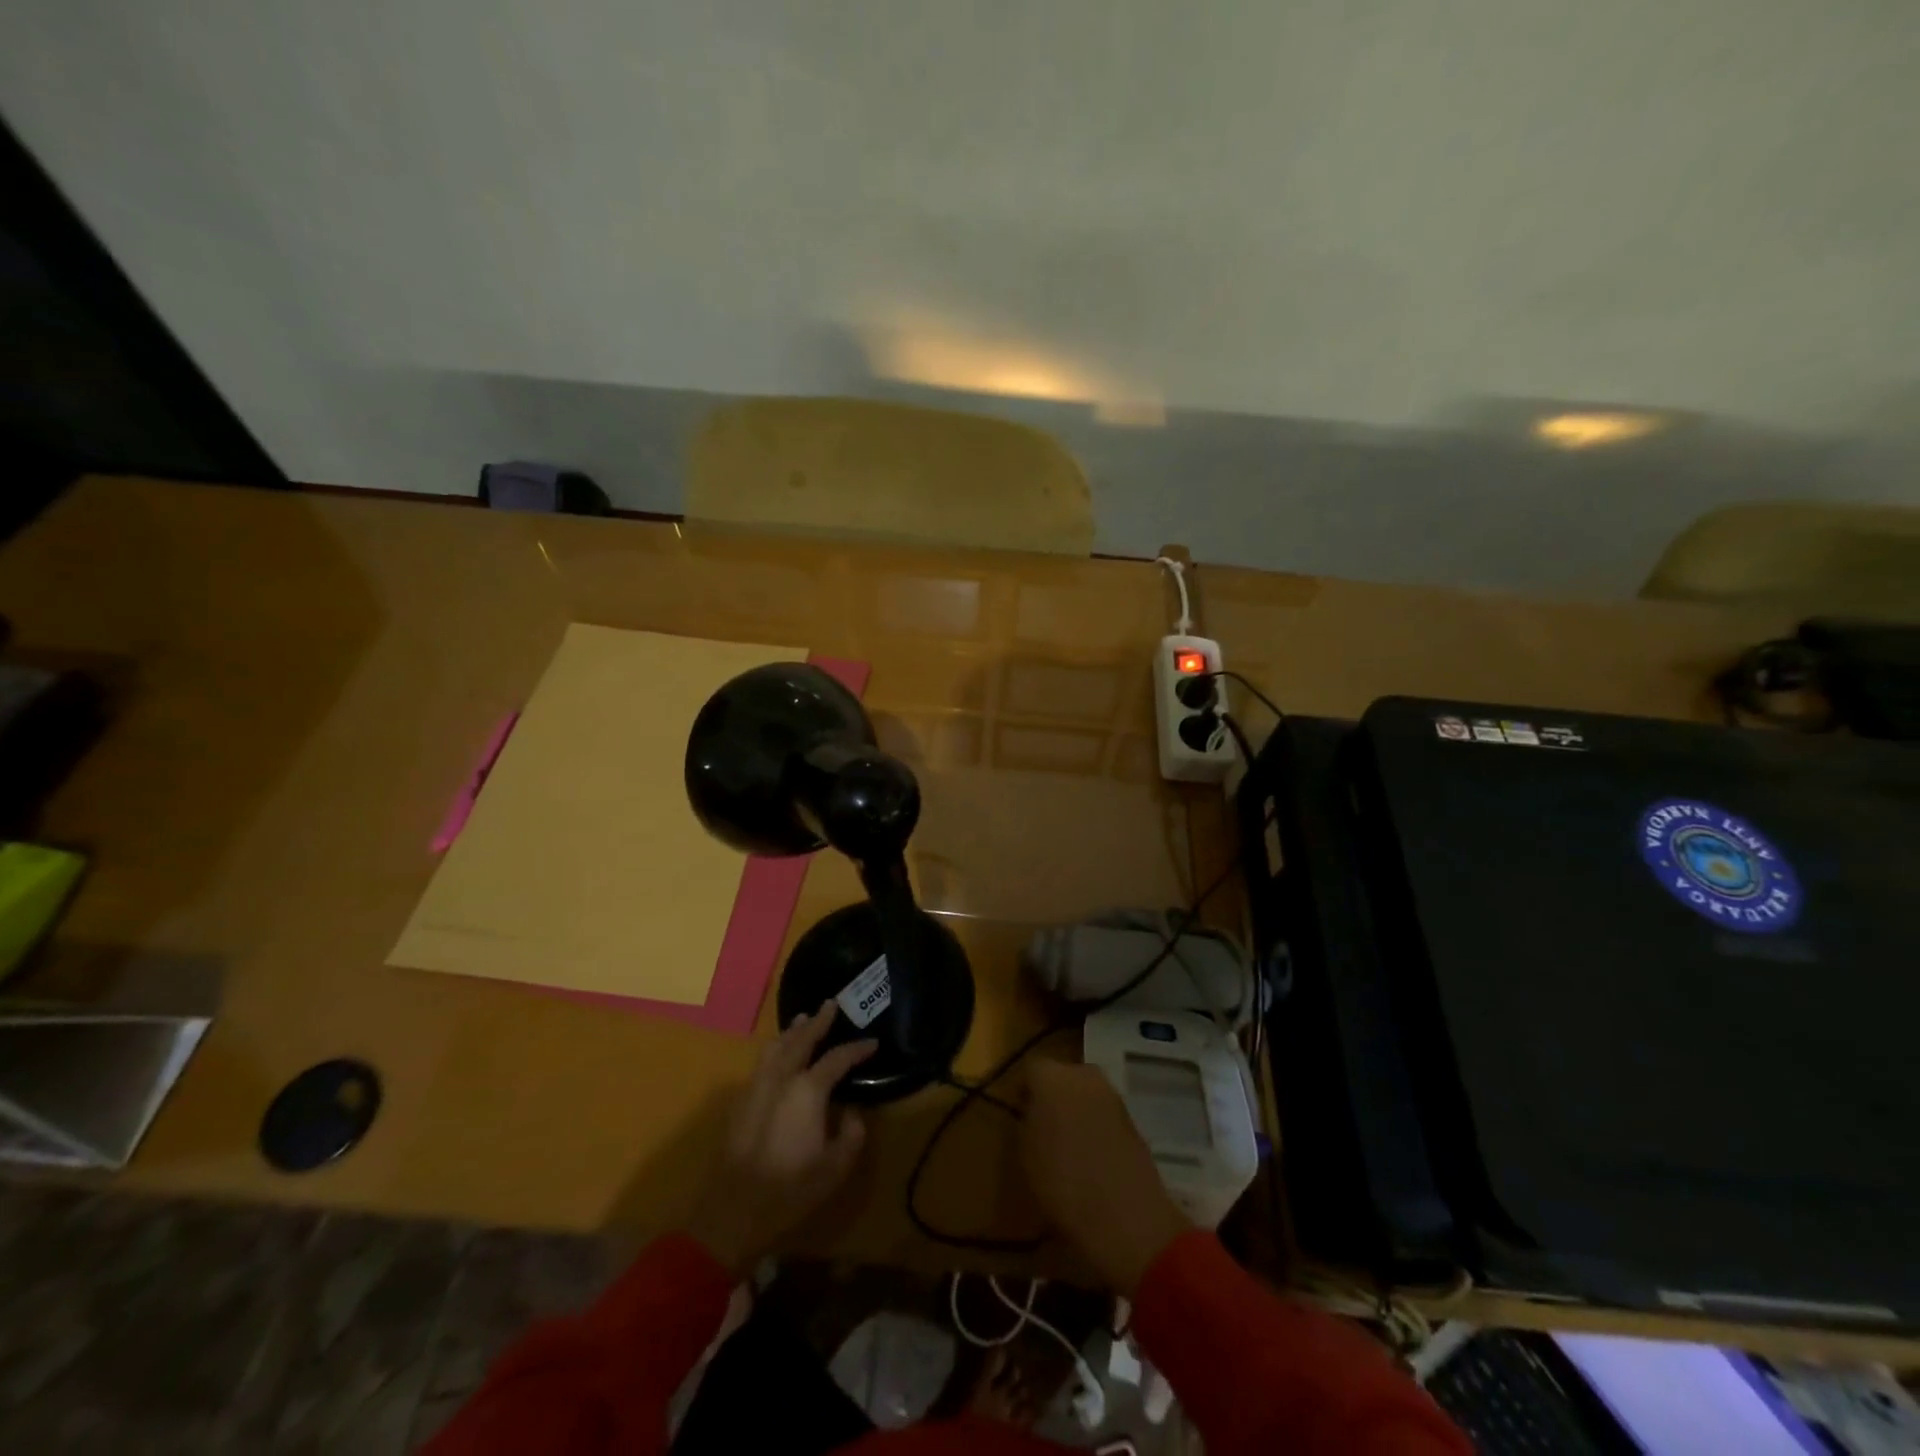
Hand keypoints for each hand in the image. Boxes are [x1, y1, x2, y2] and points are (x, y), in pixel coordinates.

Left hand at [687, 1001, 876, 1276]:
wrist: (732, 1211)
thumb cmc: (790, 1190)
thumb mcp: (834, 1168)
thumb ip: (851, 1135)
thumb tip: (852, 1113)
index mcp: (808, 1090)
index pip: (837, 1059)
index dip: (857, 1049)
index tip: (872, 1042)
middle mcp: (782, 1078)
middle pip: (802, 1040)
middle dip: (818, 1021)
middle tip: (831, 1004)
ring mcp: (757, 1087)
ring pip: (776, 1047)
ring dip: (792, 1032)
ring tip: (803, 1020)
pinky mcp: (741, 1101)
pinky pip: (762, 1062)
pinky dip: (775, 1048)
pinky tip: (779, 1053)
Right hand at [1021, 1059, 1191, 1293]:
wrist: (1126, 1217)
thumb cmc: (1062, 1183)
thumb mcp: (1026, 1155)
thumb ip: (1027, 1122)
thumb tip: (1033, 1113)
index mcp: (1052, 1077)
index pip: (1031, 1069)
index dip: (1024, 1090)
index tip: (1019, 1112)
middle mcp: (1084, 1075)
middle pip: (1062, 1076)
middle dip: (1053, 1096)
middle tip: (1044, 1126)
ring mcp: (1113, 1095)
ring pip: (1086, 1094)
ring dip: (1077, 1110)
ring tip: (1068, 1144)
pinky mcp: (1133, 1119)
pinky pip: (1104, 1114)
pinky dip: (1097, 1127)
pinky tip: (1092, 1155)